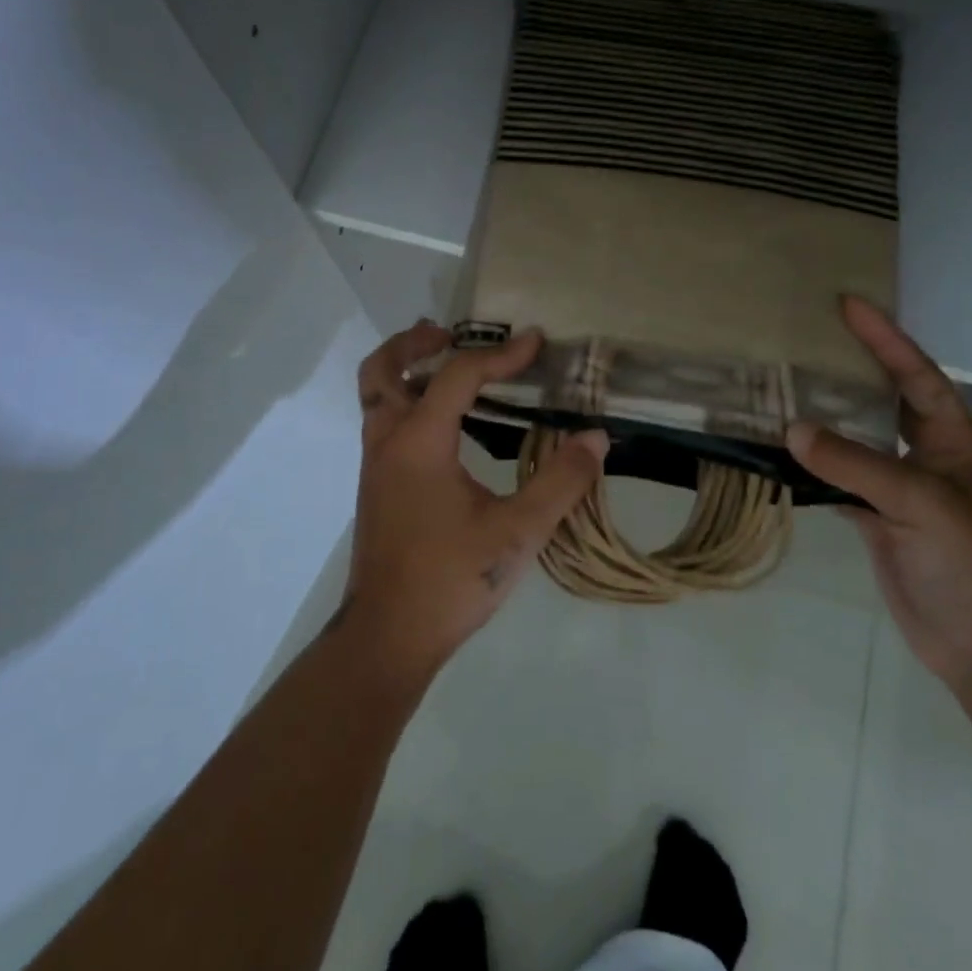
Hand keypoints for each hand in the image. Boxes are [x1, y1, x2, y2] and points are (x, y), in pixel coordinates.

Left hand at [337, 321, 608, 682]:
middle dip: (414, 341)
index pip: (457, 376)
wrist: (388, 638)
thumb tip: (595, 438)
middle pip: (383, 369)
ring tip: (445, 362)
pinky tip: (447, 424)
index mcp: (419, 443)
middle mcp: (388, 443)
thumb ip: (560, 482)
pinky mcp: (378, 487)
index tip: (536, 342)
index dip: (500, 355)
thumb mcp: (517, 533)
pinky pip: (385, 422)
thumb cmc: (450, 581)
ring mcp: (376, 466)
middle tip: (450, 332)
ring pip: (377, 396)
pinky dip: (408, 401)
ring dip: (406, 369)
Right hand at [786, 296, 971, 697]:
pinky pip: (835, 476)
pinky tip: (779, 449)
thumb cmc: (969, 563)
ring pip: (856, 438)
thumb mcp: (920, 504)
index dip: (886, 338)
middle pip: (884, 397)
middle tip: (808, 336)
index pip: (917, 375)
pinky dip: (809, 462)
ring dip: (825, 414)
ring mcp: (897, 487)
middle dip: (853, 365)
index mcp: (952, 440)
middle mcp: (924, 456)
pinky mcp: (874, 516)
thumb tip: (791, 429)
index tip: (848, 305)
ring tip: (784, 384)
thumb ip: (856, 464)